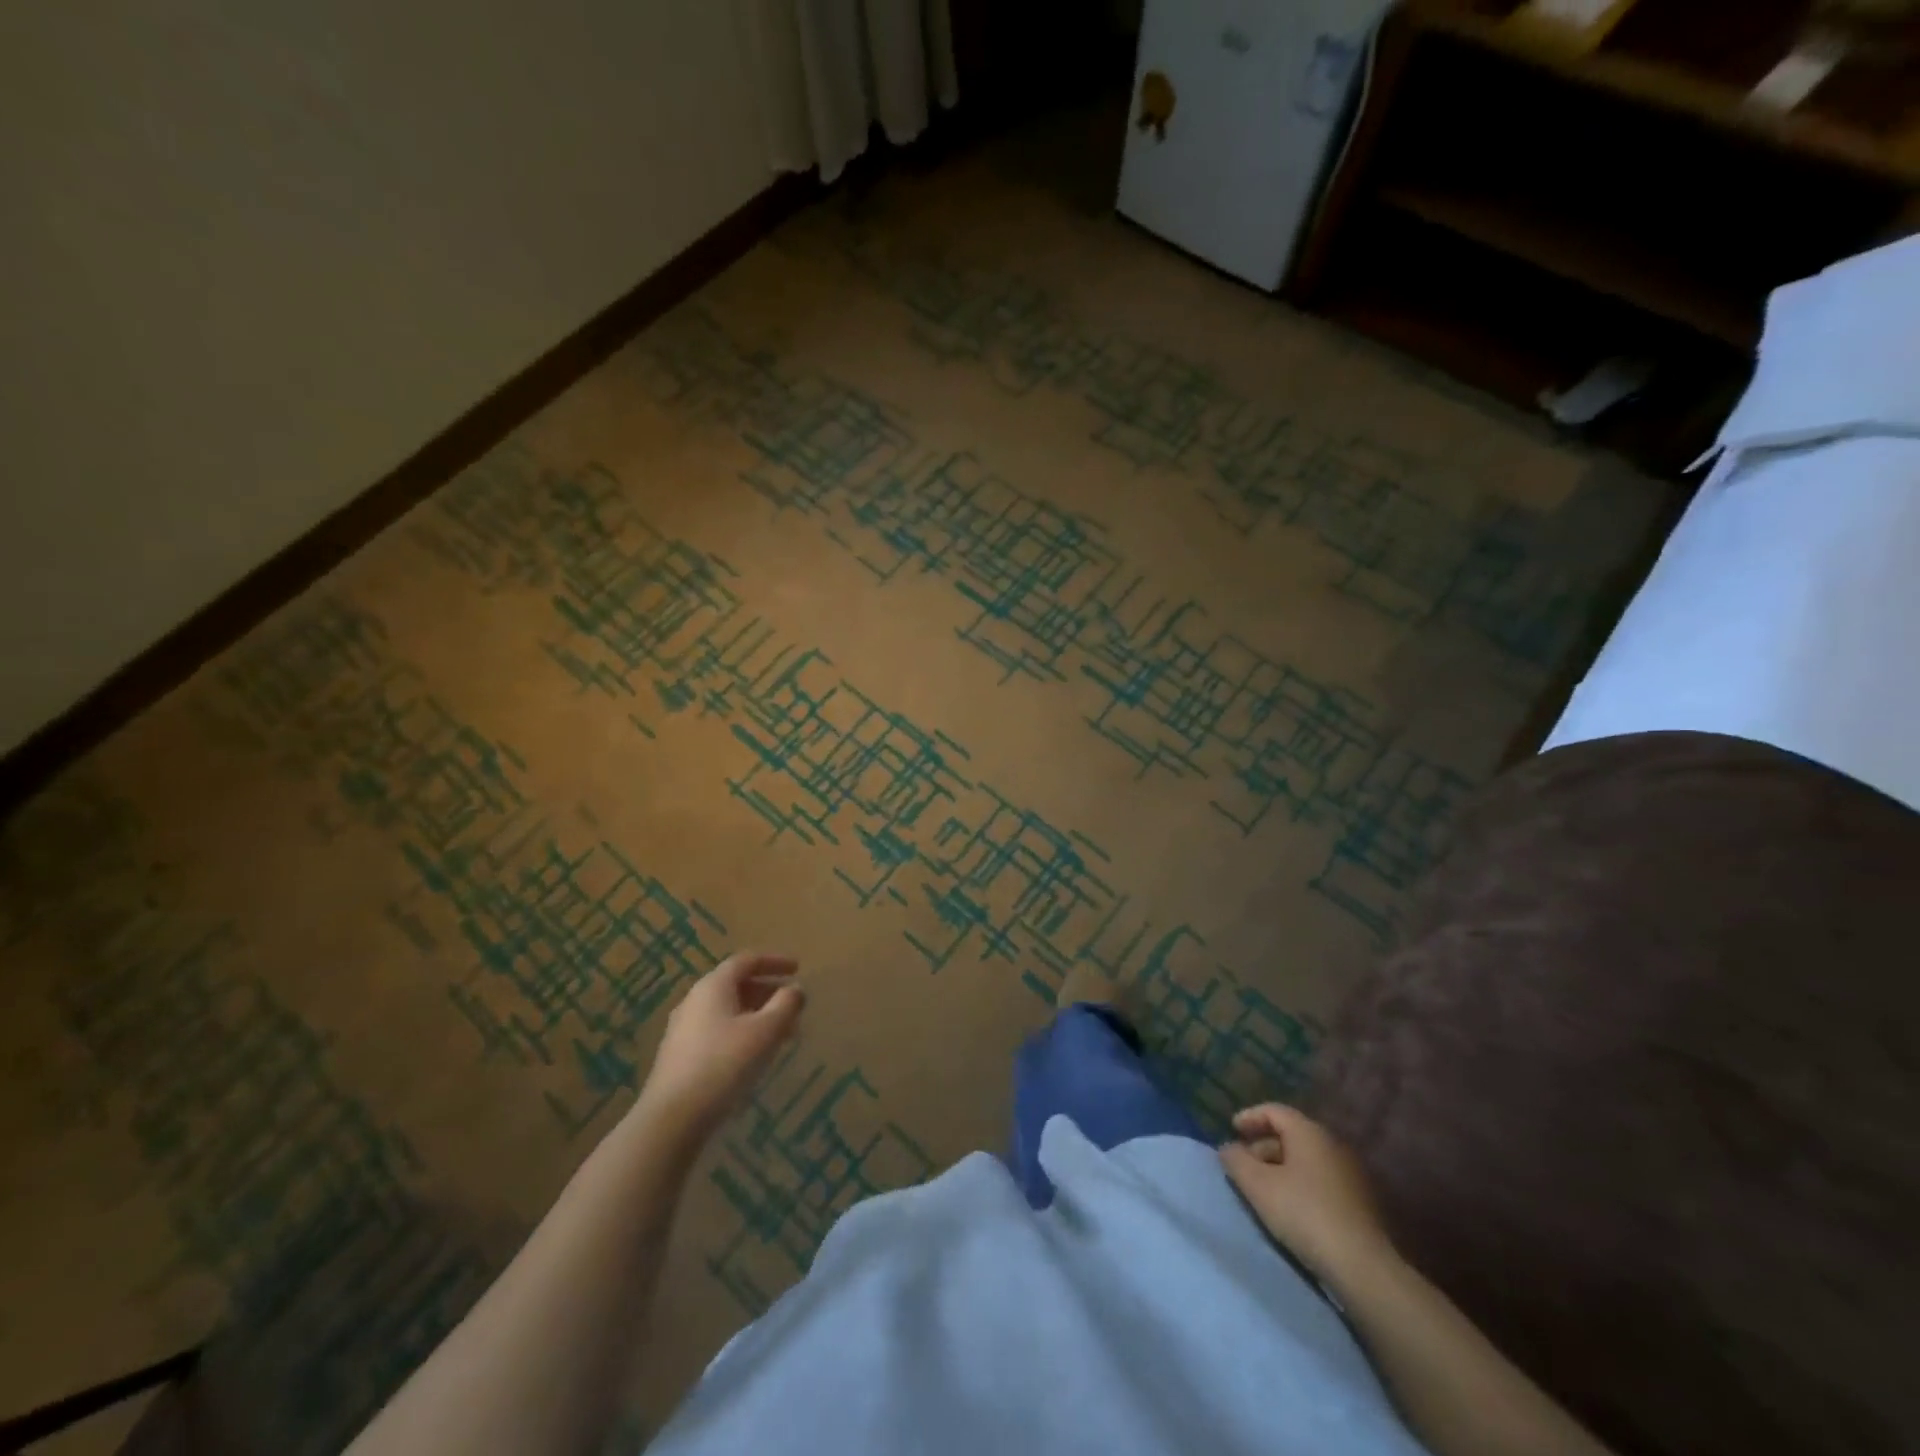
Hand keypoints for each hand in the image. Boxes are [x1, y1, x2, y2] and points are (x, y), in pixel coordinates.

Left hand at [636, 953, 805, 1139]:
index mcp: (713, 986)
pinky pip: (717, 1031)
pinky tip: (754, 1056)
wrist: (672, 1118)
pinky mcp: (679, 1056)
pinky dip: (741, 1033)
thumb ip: (786, 1005)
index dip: (775, 961)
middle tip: (793, 1006)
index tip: (798, 969)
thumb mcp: (766, 1031)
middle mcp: (694, 1000)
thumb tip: (795, 990)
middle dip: (768, 992)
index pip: (747, 960)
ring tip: (780, 1034)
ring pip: (728, 1010)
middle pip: (736, 985)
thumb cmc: (724, 1064)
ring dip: (757, 1015)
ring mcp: (683, 1029)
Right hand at [1220, 1103, 1393, 1283]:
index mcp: (1309, 1132)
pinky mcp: (1361, 1201)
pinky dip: (1301, 1183)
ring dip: (1281, 1167)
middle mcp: (1333, 1144)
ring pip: (1307, 1159)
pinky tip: (1291, 1206)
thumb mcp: (1258, 1186)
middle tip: (1244, 1164)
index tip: (1232, 1130)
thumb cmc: (1304, 1214)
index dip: (1249, 1117)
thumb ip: (1236, 1160)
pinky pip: (1321, 1179)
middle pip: (1291, 1134)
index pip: (1274, 1111)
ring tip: (1264, 1189)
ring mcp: (1351, 1173)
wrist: (1363, 1267)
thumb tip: (1228, 1148)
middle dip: (1263, 1145)